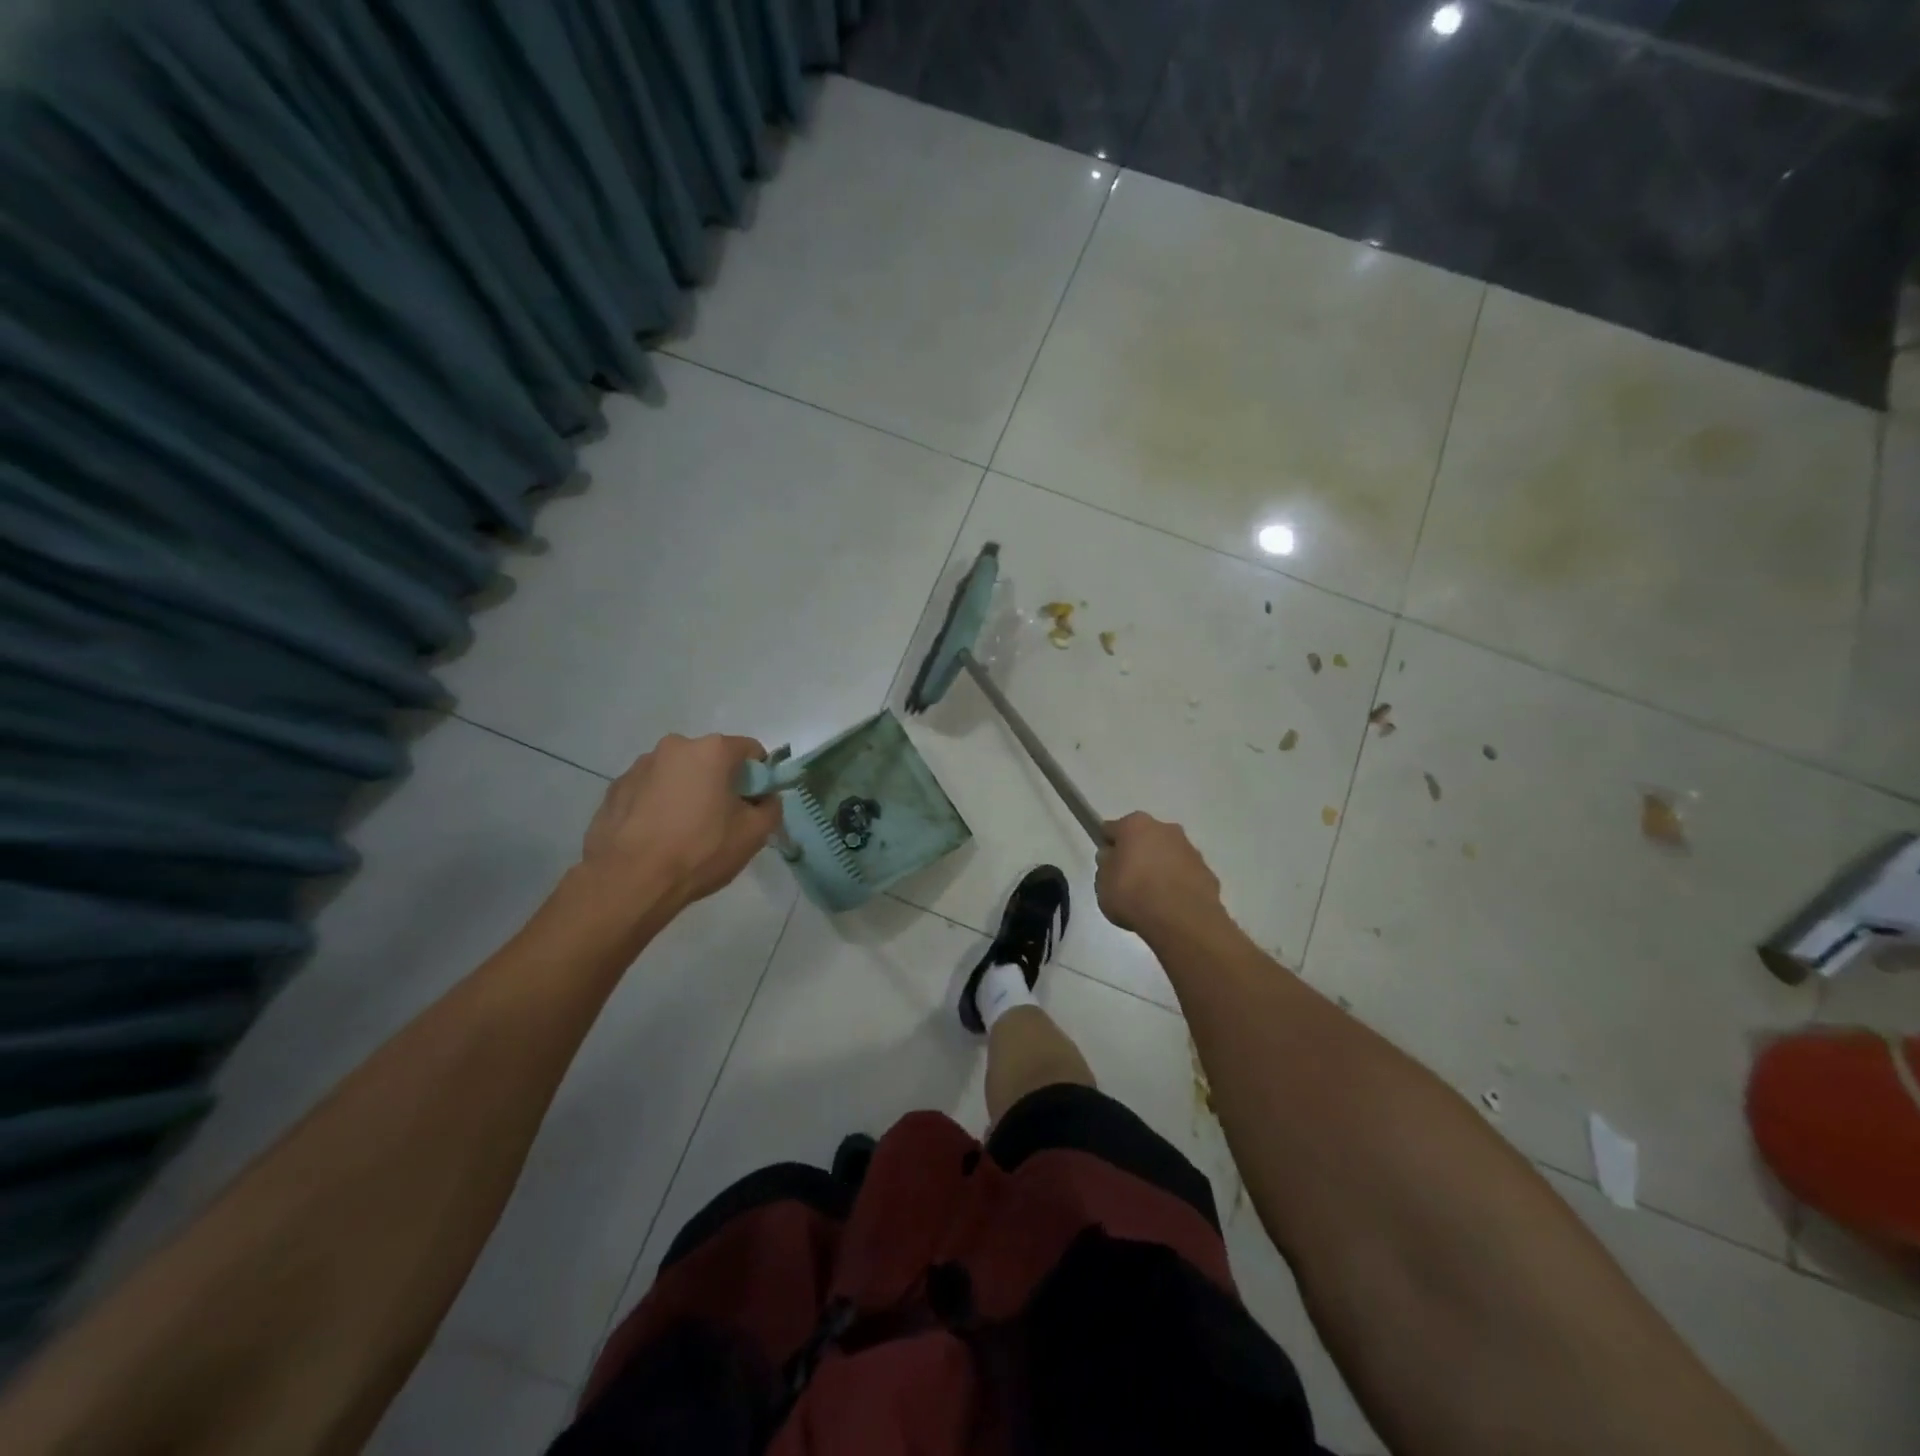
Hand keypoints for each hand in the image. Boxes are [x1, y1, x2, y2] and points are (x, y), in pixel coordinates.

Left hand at [582, 734, 781, 908]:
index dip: (759, 777)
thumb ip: (771, 807)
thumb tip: (764, 799)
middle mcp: (674, 747)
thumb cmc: (700, 851)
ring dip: (687, 792)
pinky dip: (658, 804)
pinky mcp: (615, 789)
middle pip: (711, 759)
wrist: (629, 881)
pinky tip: (656, 835)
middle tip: (721, 821)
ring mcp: (639, 766)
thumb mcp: (754, 834)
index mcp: (711, 750)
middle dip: (720, 783)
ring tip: (683, 831)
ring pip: (678, 774)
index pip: (750, 751)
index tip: (754, 805)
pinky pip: (649, 790)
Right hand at [1096, 812, 1223, 939]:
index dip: (1107, 846)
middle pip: (1144, 838)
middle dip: (1137, 854)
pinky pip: (1185, 875)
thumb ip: (1106, 866)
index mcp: (1135, 825)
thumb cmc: (1133, 895)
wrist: (1182, 920)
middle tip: (1128, 881)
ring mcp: (1190, 849)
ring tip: (1152, 898)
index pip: (1112, 829)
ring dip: (1160, 868)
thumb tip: (1113, 858)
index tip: (1106, 865)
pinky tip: (1171, 906)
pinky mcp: (1207, 872)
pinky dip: (1178, 885)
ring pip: (1167, 855)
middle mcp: (1165, 828)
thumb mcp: (1102, 884)